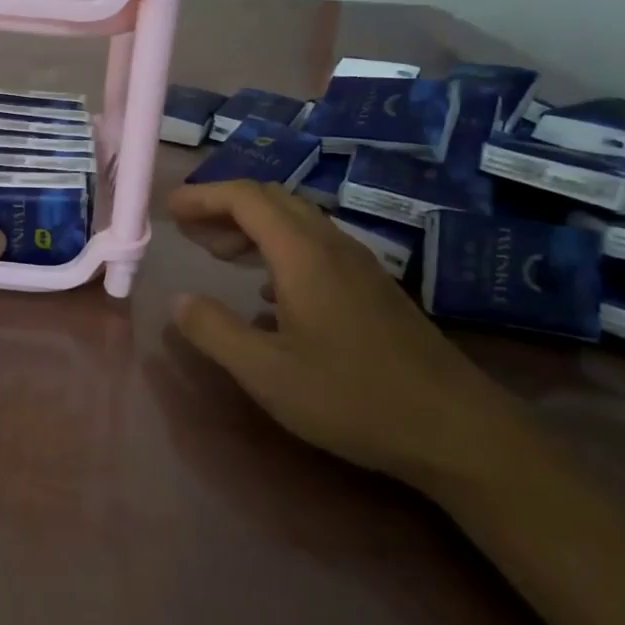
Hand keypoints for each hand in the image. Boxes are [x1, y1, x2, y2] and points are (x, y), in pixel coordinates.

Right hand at [166, 181, 529, 488]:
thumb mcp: (266, 372)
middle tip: (189, 232)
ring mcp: (358, 265)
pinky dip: (277, 249)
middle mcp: (331, 245)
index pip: (246, 198)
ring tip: (218, 254)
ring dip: (251, 228)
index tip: (170, 209)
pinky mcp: (372, 288)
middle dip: (224, 207)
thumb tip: (179, 300)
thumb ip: (214, 331)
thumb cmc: (351, 397)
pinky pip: (314, 246)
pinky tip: (266, 290)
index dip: (204, 196)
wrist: (454, 428)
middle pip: (272, 200)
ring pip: (295, 222)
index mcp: (303, 254)